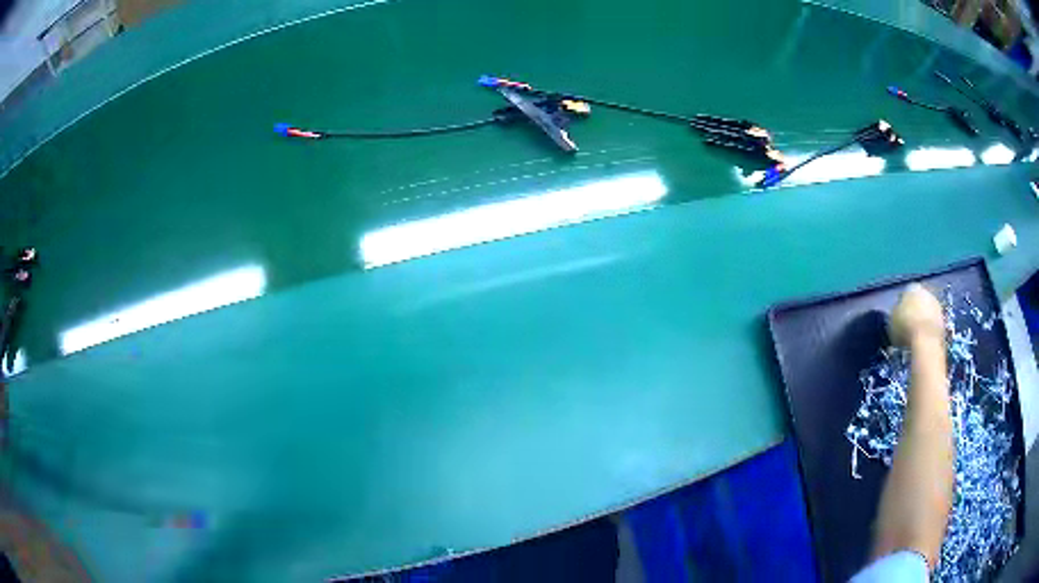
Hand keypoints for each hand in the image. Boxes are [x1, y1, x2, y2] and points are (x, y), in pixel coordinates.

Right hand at [889, 283, 945, 348]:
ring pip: (927, 311)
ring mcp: (937, 305)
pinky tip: (924, 341)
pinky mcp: (944, 320)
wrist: (926, 340)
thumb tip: (898, 313)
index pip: (905, 294)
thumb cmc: (905, 328)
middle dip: (915, 311)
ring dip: (923, 320)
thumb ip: (895, 313)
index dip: (901, 307)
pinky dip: (929, 330)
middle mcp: (926, 291)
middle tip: (908, 326)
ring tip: (916, 336)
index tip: (898, 319)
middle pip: (919, 301)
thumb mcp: (892, 321)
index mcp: (912, 288)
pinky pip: (933, 323)